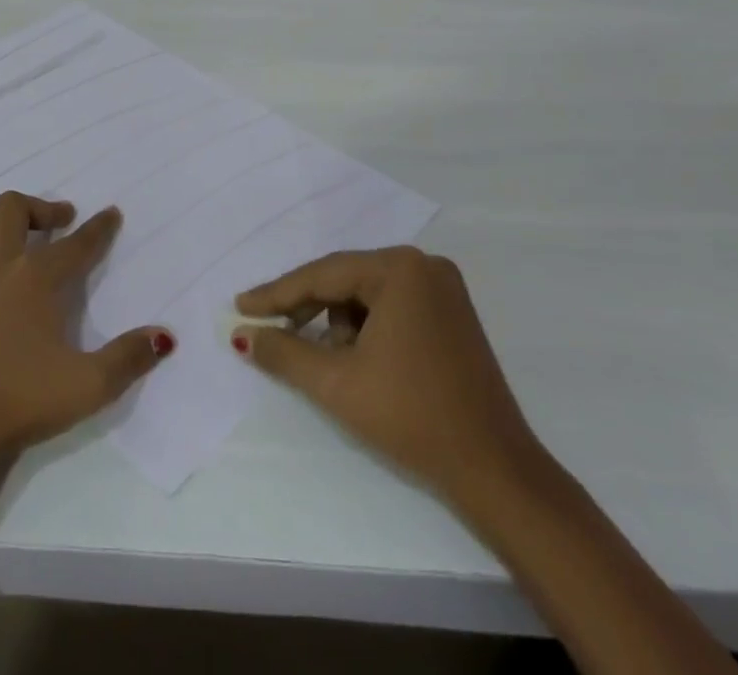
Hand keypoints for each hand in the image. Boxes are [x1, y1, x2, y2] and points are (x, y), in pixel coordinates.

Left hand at [0, 192, 174, 470]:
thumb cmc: (20, 403)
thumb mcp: (88, 387)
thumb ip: (128, 358)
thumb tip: (163, 335)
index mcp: (35, 279)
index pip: (76, 244)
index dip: (98, 228)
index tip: (111, 214)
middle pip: (14, 209)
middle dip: (42, 208)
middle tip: (61, 222)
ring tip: (13, 234)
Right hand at [234, 247, 539, 502]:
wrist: (496, 473)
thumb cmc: (411, 418)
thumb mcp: (336, 383)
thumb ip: (283, 351)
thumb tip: (243, 334)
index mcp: (399, 269)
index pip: (322, 275)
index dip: (276, 294)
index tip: (240, 305)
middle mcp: (423, 265)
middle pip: (344, 280)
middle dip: (306, 307)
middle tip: (268, 327)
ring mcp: (442, 288)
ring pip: (366, 294)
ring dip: (336, 320)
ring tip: (321, 357)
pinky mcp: (452, 313)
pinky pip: (391, 306)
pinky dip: (366, 327)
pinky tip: (355, 357)